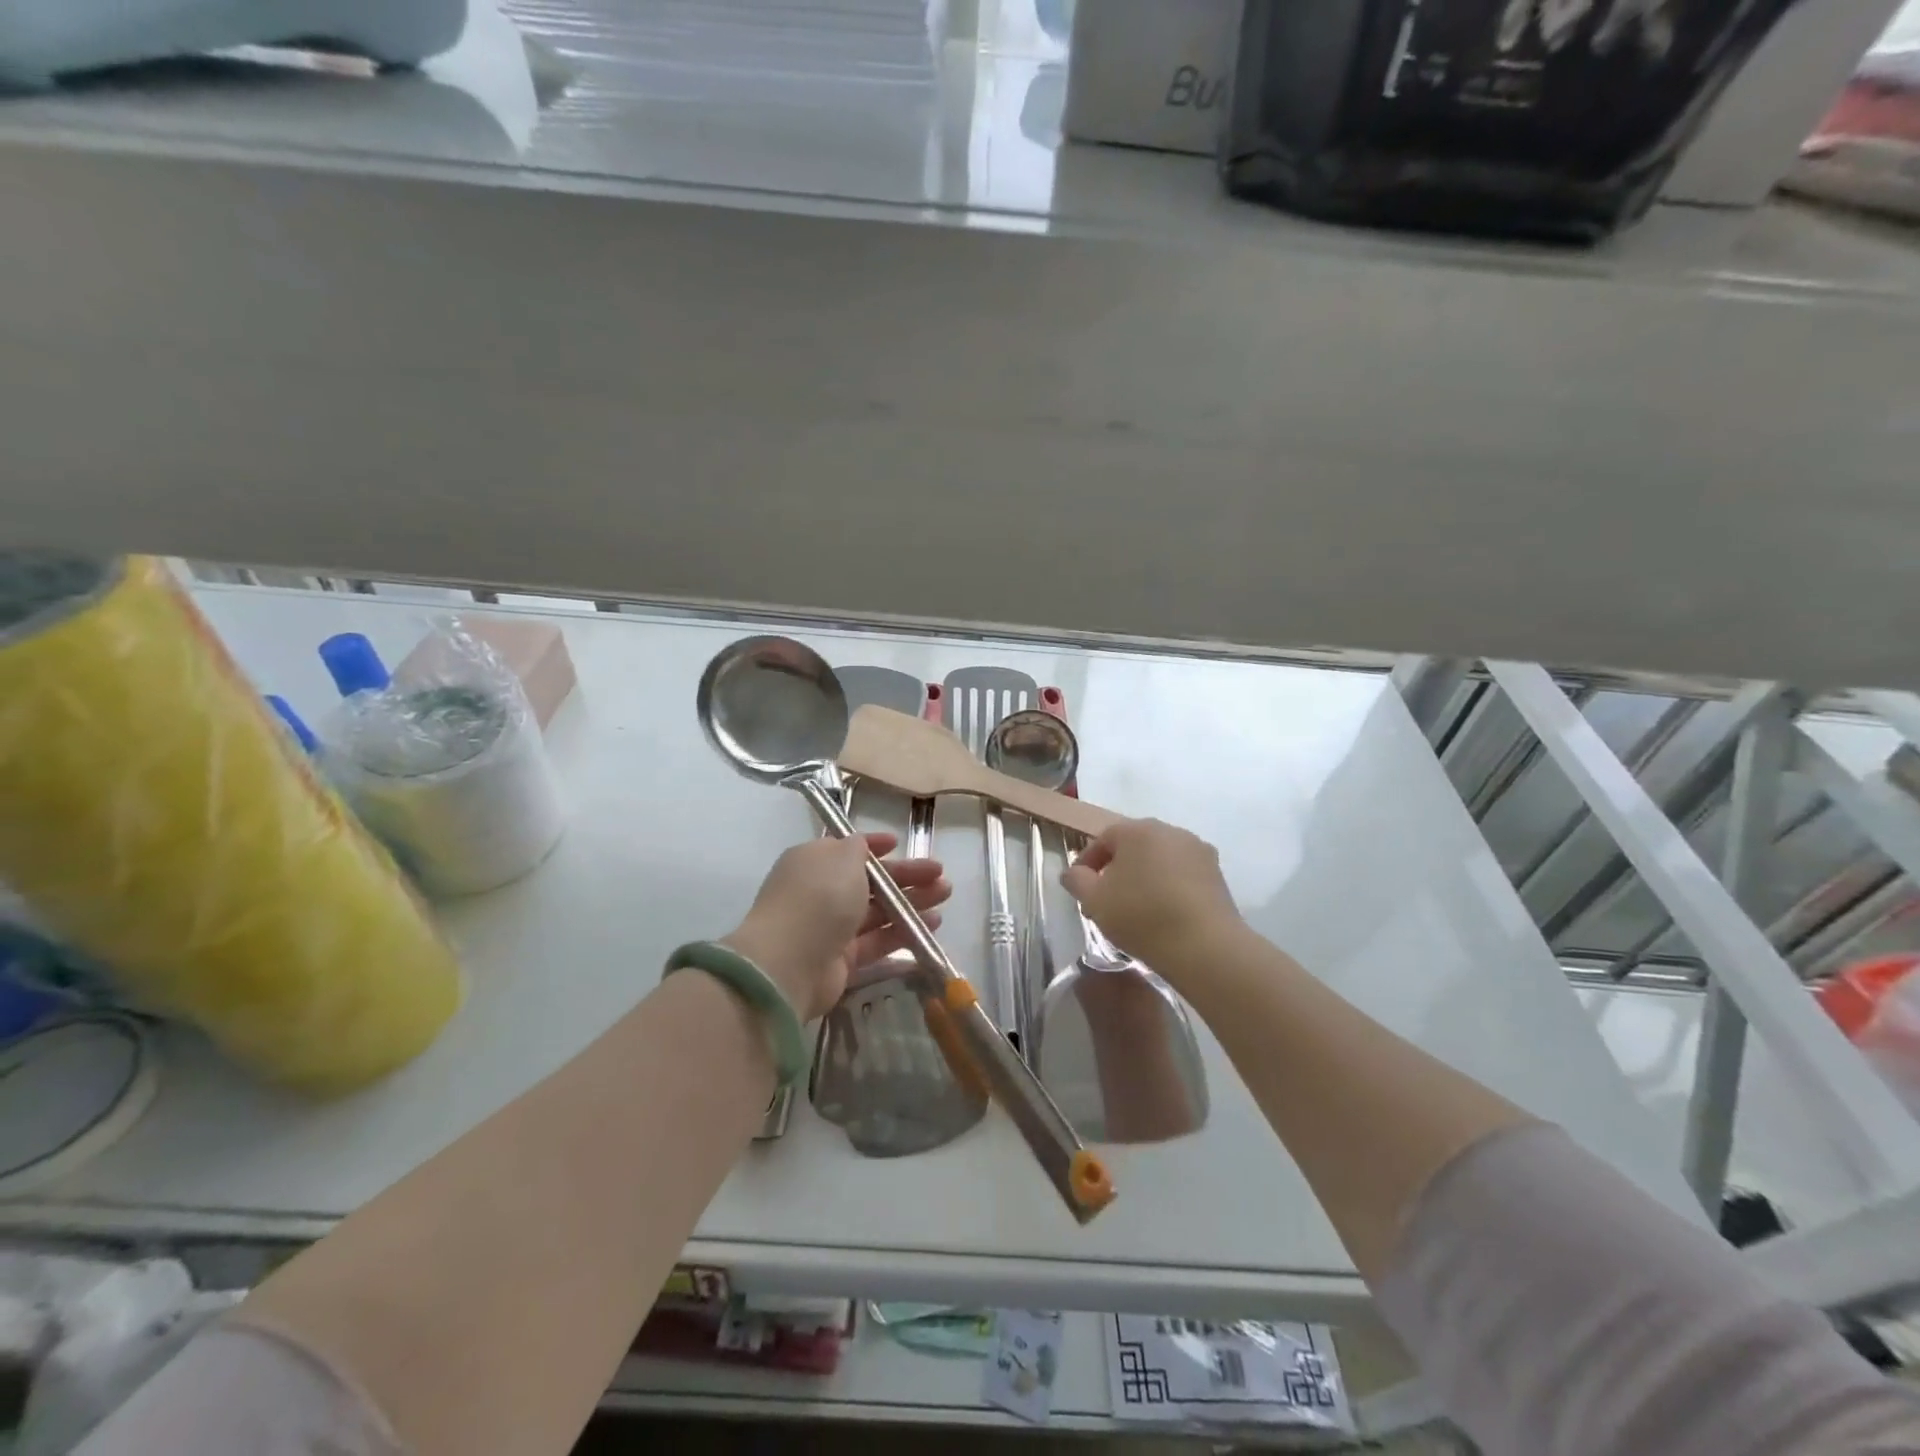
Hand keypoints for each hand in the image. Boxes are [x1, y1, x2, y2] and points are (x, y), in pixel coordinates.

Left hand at [723, 834, 950, 1020]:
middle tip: (941, 877)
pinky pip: (877, 944)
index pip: (848, 849)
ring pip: (878, 913)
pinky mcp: (842, 961)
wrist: (789, 962)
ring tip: (944, 899)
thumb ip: (858, 849)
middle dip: (907, 877)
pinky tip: (931, 929)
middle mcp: (820, 893)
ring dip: (911, 904)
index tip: (900, 843)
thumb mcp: (841, 857)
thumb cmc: (818, 897)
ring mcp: (830, 929)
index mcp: (814, 862)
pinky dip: (903, 936)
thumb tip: (861, 847)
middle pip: (871, 883)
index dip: (875, 846)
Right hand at [1061, 818, 1243, 980]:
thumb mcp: (1095, 900)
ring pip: (1160, 859)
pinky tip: (1163, 913)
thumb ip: (1076, 880)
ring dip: (1144, 878)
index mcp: (1137, 830)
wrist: (1205, 946)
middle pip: (1134, 846)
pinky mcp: (1217, 874)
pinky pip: (1182, 875)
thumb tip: (1073, 872)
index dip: (1087, 862)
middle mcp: (1170, 831)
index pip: (1103, 839)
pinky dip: (1168, 887)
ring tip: (1135, 909)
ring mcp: (1198, 850)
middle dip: (1116, 869)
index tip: (1080, 888)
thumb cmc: (1142, 917)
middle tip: (1105, 900)